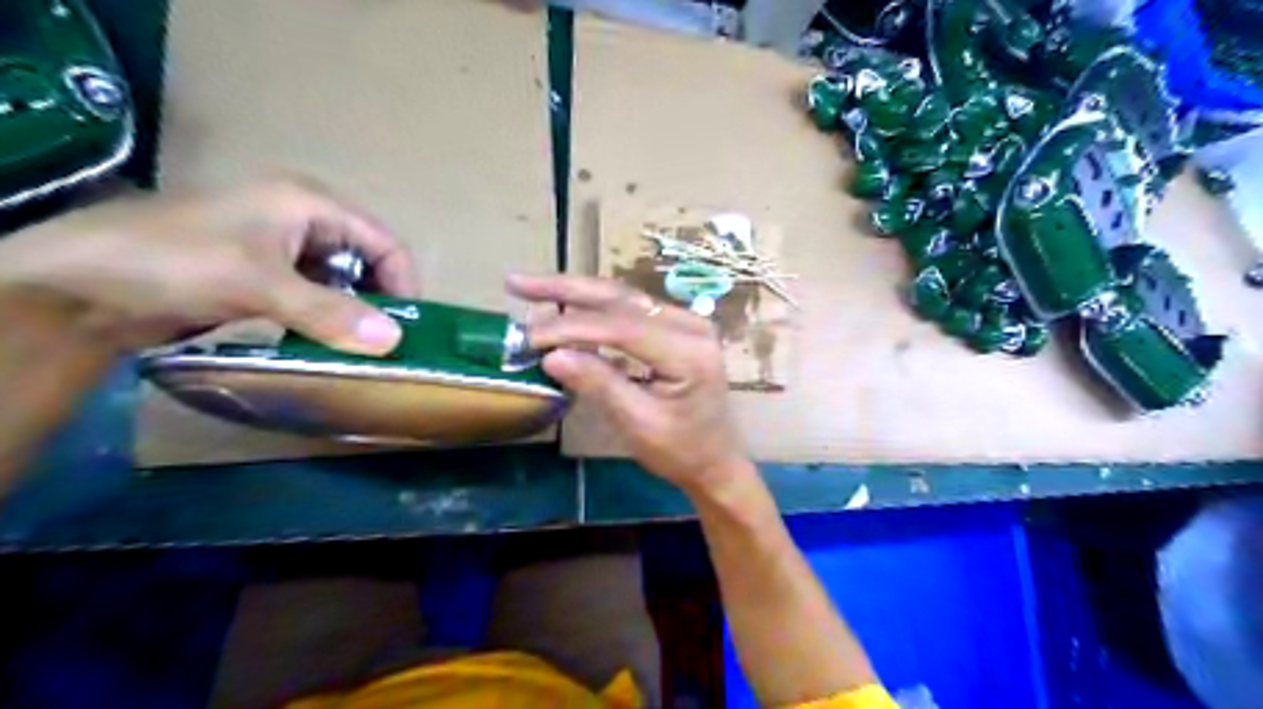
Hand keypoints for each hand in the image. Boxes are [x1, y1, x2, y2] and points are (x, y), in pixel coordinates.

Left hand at [0, 177, 417, 355]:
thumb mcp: (260, 285)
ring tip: (358, 350)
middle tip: (384, 345)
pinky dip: (325, 321)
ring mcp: (282, 250)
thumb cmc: (176, 262)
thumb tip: (394, 340)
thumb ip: (330, 313)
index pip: (384, 242)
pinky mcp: (264, 277)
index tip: (407, 327)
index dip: (402, 282)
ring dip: (352, 315)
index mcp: (310, 204)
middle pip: (367, 263)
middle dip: (379, 302)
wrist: (80, 285)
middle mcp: (304, 221)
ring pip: (341, 284)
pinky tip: (324, 345)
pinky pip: (315, 299)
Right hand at [506, 273, 752, 494]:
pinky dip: (593, 308)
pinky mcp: (676, 327)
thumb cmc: (681, 450)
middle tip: (517, 283)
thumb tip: (552, 356)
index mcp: (689, 351)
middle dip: (566, 290)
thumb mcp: (638, 424)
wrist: (715, 461)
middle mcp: (691, 325)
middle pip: (620, 298)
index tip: (528, 337)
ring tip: (530, 289)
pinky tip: (564, 306)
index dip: (571, 328)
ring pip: (622, 297)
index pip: (621, 326)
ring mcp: (686, 322)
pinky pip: (629, 310)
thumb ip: (599, 384)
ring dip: (575, 293)